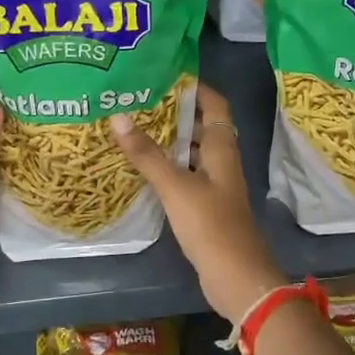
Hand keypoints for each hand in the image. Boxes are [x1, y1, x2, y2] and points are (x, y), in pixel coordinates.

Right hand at [110, 84, 284, 324]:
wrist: (236, 278)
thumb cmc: (210, 225)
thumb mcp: (175, 186)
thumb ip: (147, 154)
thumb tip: (118, 116)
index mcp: (222, 149)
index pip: (215, 105)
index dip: (195, 88)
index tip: (165, 76)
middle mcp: (221, 162)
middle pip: (201, 127)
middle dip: (174, 113)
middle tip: (138, 102)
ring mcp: (215, 186)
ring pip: (191, 153)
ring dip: (168, 141)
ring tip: (133, 129)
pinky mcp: (206, 208)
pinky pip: (185, 177)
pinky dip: (167, 168)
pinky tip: (142, 169)